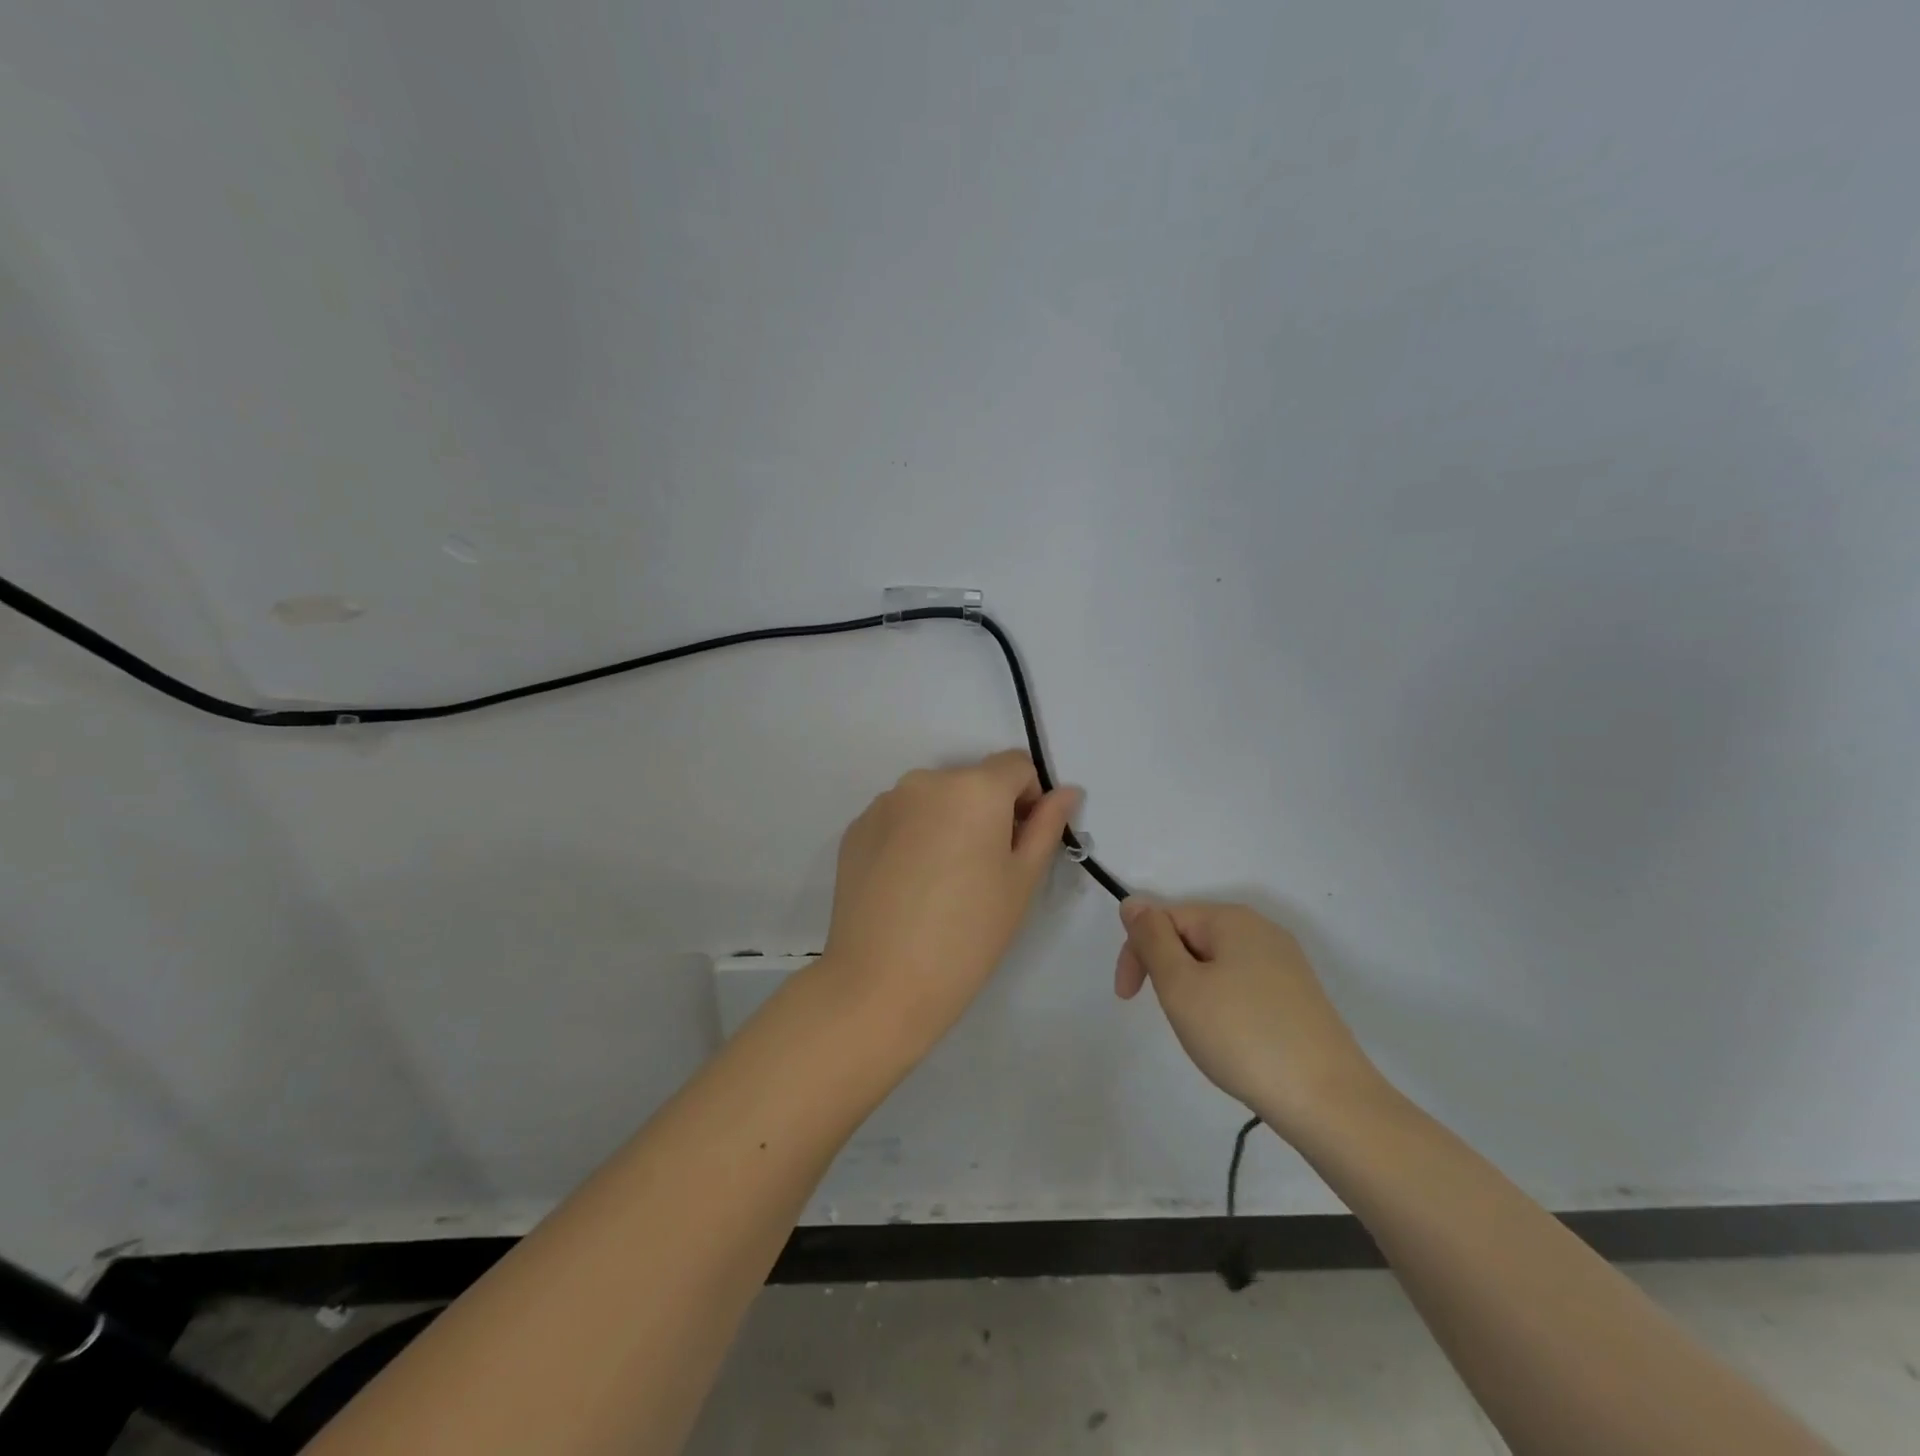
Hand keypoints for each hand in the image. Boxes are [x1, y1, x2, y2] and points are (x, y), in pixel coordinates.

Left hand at [822, 751, 1080, 1059]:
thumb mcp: (1022, 880)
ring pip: (933, 799)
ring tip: (942, 881)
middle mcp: (925, 780)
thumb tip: (1066, 791)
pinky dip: (912, 837)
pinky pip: (899, 818)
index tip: (1022, 843)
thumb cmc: (968, 933)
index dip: (1030, 798)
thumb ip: (1047, 825)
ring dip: (948, 822)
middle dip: (987, 812)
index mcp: (974, 787)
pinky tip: (909, 885)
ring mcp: (884, 803)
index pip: (1016, 766)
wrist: (881, 983)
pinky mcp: (856, 829)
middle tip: (985, 870)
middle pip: (972, 781)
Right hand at [1116, 899, 1382, 1138]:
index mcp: (1232, 919)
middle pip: (1190, 937)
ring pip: (1215, 965)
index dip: (1138, 954)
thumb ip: (1151, 938)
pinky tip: (1233, 1041)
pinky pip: (1242, 986)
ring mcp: (1285, 964)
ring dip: (1194, 992)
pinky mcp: (1299, 997)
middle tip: (1173, 1018)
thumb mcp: (1181, 985)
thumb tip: (1133, 902)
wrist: (1329, 1102)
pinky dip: (1224, 1007)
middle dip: (1169, 973)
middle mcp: (1261, 930)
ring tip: (1204, 1033)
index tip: (1129, 999)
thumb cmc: (1242, 1036)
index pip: (1163, 918)